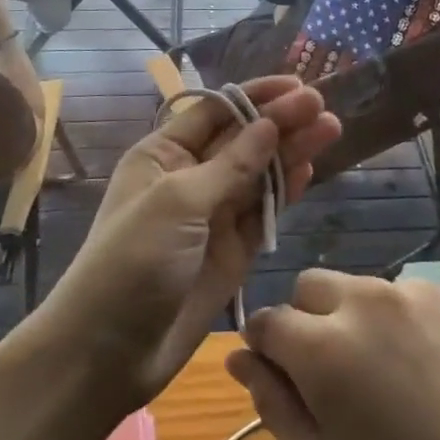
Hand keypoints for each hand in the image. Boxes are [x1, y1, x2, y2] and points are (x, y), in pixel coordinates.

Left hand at [39, 77, 339, 409]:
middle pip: (244, 139)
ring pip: (260, 173)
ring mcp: (214, 215)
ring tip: (331, 129)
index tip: (297, 86)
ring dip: (292, 151)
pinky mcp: (233, 250)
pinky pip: (264, 211)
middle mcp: (191, 177)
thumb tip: (269, 123)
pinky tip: (310, 170)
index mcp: (164, 154)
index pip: (217, 112)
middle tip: (323, 105)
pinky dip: (286, 191)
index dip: (257, 96)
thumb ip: (231, 165)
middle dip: (282, 120)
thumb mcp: (178, 202)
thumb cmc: (132, 261)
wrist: (108, 353)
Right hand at [226, 271, 439, 439]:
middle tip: (333, 379)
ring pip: (357, 288)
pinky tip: (427, 369)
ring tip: (386, 377)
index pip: (266, 321)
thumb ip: (274, 406)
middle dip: (305, 322)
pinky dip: (397, 321)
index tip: (281, 381)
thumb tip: (240, 359)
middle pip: (309, 287)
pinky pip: (402, 295)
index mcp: (324, 347)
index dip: (265, 350)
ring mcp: (412, 290)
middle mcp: (363, 300)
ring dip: (352, 319)